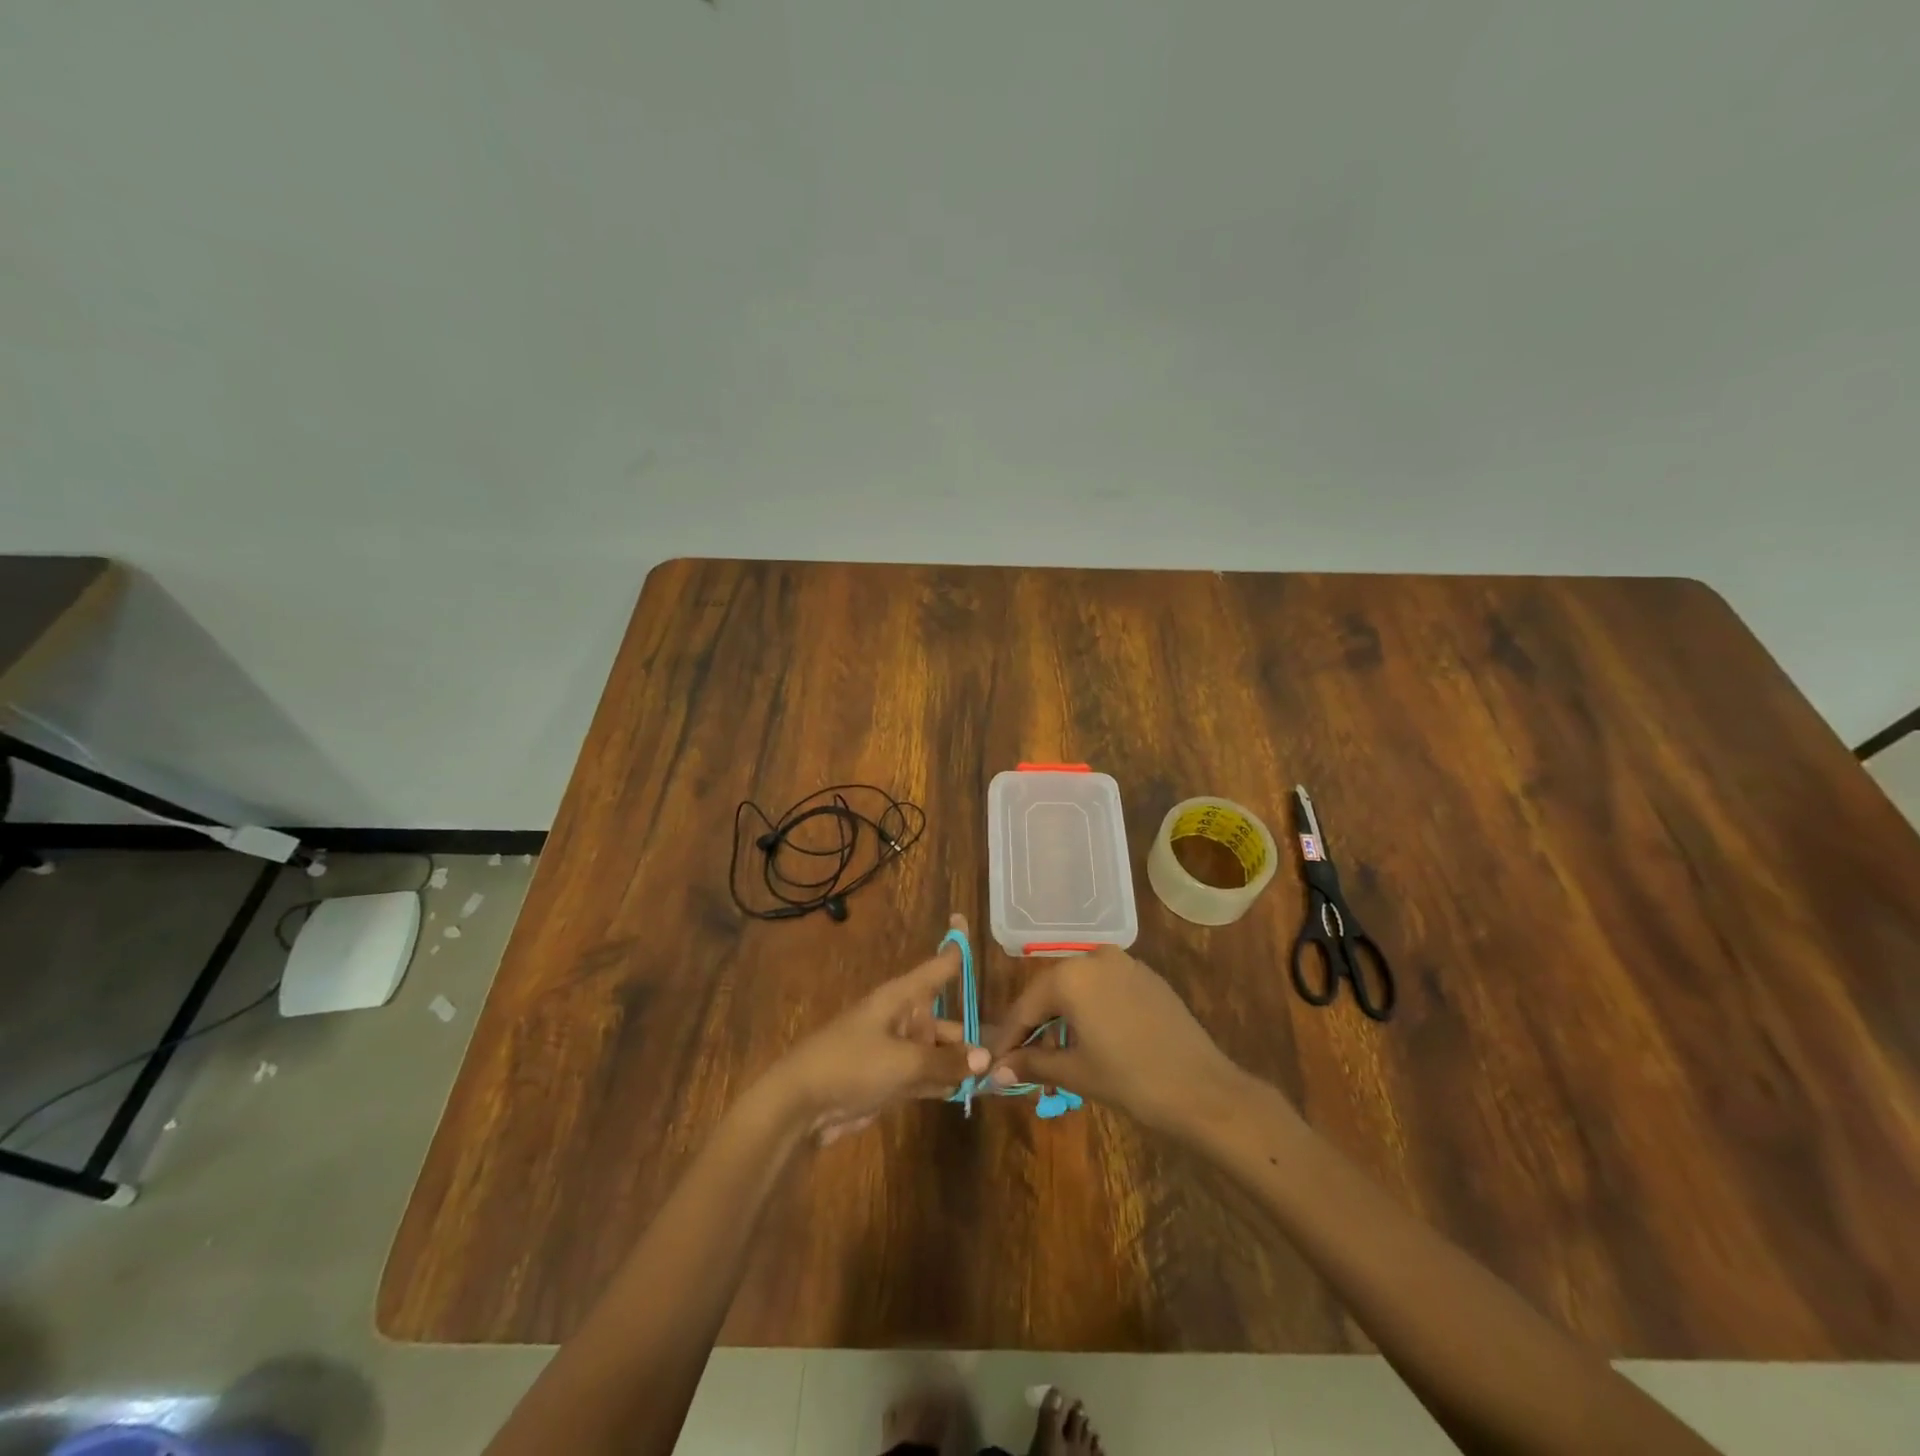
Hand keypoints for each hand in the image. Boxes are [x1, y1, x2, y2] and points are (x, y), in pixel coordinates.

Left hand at [765, 914, 988, 1143]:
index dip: (953, 946)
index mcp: (901, 998)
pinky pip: (926, 1075)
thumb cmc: (852, 1065)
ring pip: (938, 1051)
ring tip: (996, 1078)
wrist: (802, 1105)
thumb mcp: (903, 1062)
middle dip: (972, 1035)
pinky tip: (968, 1093)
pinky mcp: (890, 1079)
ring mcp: (896, 1050)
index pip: (937, 967)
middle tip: (1007, 1054)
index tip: (962, 918)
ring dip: (960, 1064)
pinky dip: (944, 1082)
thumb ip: (945, 1062)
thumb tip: (985, 1059)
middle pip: (946, 1019)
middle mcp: (902, 1018)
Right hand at [985, 945, 1247, 1134]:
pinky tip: (1089, 1040)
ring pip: (1079, 989)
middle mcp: (1095, 957)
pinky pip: (1105, 989)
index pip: (1026, 1005)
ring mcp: (1125, 964)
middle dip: (1035, 1026)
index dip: (1008, 1037)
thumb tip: (994, 1072)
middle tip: (1020, 1060)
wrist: (1203, 1090)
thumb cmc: (1131, 1080)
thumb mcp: (1075, 1072)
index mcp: (1072, 975)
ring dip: (1062, 1019)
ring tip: (1054, 1056)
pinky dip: (1090, 1011)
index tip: (993, 1062)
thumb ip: (1032, 1064)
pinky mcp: (1147, 977)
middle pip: (1052, 992)